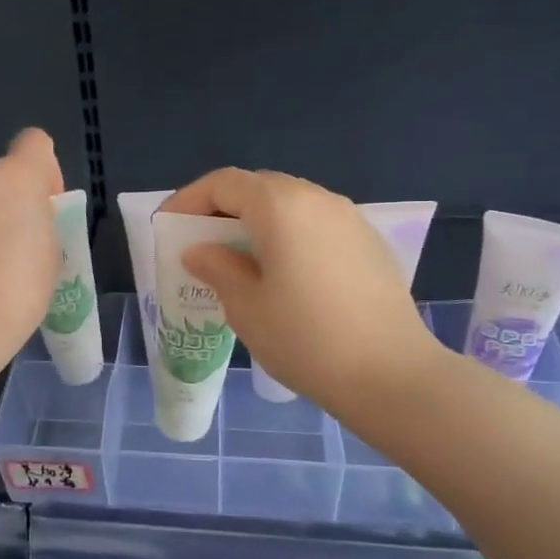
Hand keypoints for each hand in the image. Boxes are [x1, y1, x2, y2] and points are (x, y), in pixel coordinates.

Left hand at [0, 129, 64, 360]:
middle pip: (1, 177)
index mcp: (15, 176)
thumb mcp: (52, 252)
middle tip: (22, 247)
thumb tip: (24, 222)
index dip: (45, 170)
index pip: (34, 142)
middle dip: (12, 203)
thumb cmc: (21, 286)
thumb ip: (40, 223)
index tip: (47, 206)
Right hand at [163, 169, 437, 417]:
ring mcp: (349, 218)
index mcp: (281, 206)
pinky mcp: (369, 243)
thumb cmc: (306, 339)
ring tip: (238, 259)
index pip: (224, 183)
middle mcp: (317, 198)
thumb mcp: (246, 306)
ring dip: (256, 222)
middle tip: (199, 243)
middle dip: (222, 209)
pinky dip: (288, 235)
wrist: (392, 375)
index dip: (189, 200)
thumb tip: (201, 251)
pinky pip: (316, 224)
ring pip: (290, 204)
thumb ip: (217, 267)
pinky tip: (282, 272)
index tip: (168, 227)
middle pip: (258, 187)